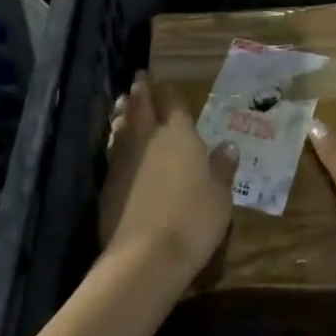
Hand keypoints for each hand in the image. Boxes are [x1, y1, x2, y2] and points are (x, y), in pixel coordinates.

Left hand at [98, 72, 238, 288]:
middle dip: (141, 91)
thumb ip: (222, 168)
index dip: (169, 93)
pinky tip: (115, 142)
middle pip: (142, 107)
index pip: (173, 104)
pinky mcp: (108, 182)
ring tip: (122, 103)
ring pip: (122, 125)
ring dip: (123, 112)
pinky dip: (114, 139)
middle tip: (139, 79)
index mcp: (180, 135)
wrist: (145, 256)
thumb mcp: (220, 197)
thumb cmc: (193, 220)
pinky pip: (112, 149)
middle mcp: (150, 138)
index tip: (164, 83)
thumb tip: (228, 145)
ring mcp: (125, 159)